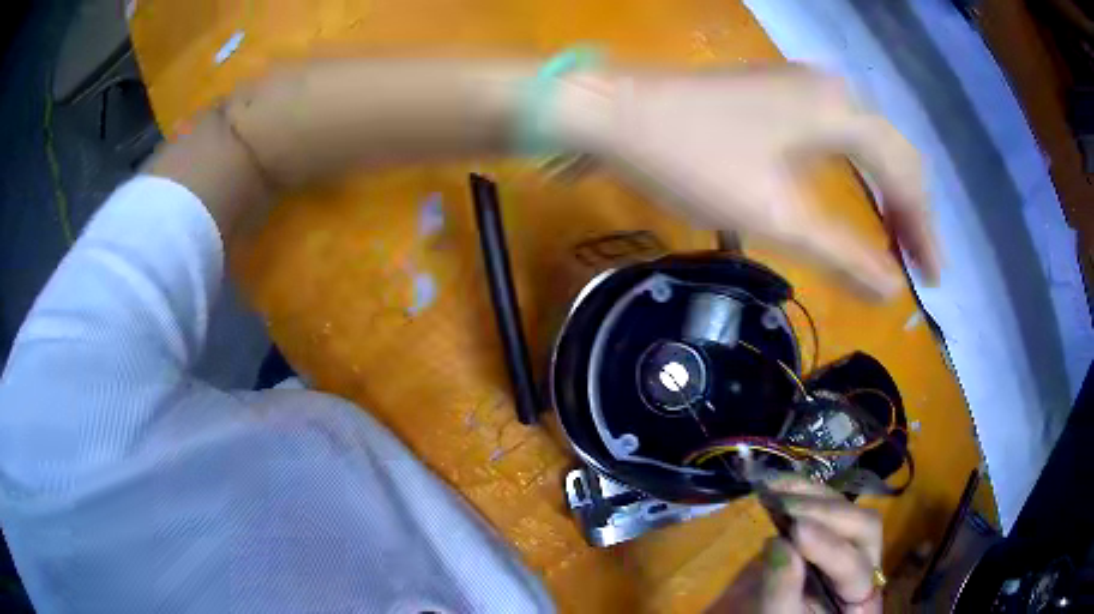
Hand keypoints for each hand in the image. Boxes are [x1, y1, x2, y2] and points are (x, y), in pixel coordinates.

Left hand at [558, 66, 938, 299]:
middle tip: (918, 264)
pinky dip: (859, 171)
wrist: (618, 112)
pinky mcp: (780, 92)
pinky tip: (859, 196)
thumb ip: (842, 253)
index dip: (925, 230)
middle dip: (911, 211)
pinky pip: (840, 134)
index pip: (906, 175)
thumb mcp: (775, 215)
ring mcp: (803, 85)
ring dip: (887, 191)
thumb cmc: (693, 159)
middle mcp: (832, 90)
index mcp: (841, 112)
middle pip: (893, 154)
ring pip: (868, 143)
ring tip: (898, 241)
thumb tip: (891, 290)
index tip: (933, 280)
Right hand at [706, 478, 883, 612]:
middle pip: (865, 528)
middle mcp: (870, 564)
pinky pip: (830, 503)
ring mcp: (854, 543)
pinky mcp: (835, 530)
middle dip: (827, 515)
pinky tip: (782, 484)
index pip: (855, 567)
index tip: (795, 530)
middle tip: (786, 508)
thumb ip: (782, 590)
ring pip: (850, 508)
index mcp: (863, 596)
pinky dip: (806, 491)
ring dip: (814, 496)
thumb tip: (777, 543)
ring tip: (777, 488)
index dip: (829, 548)